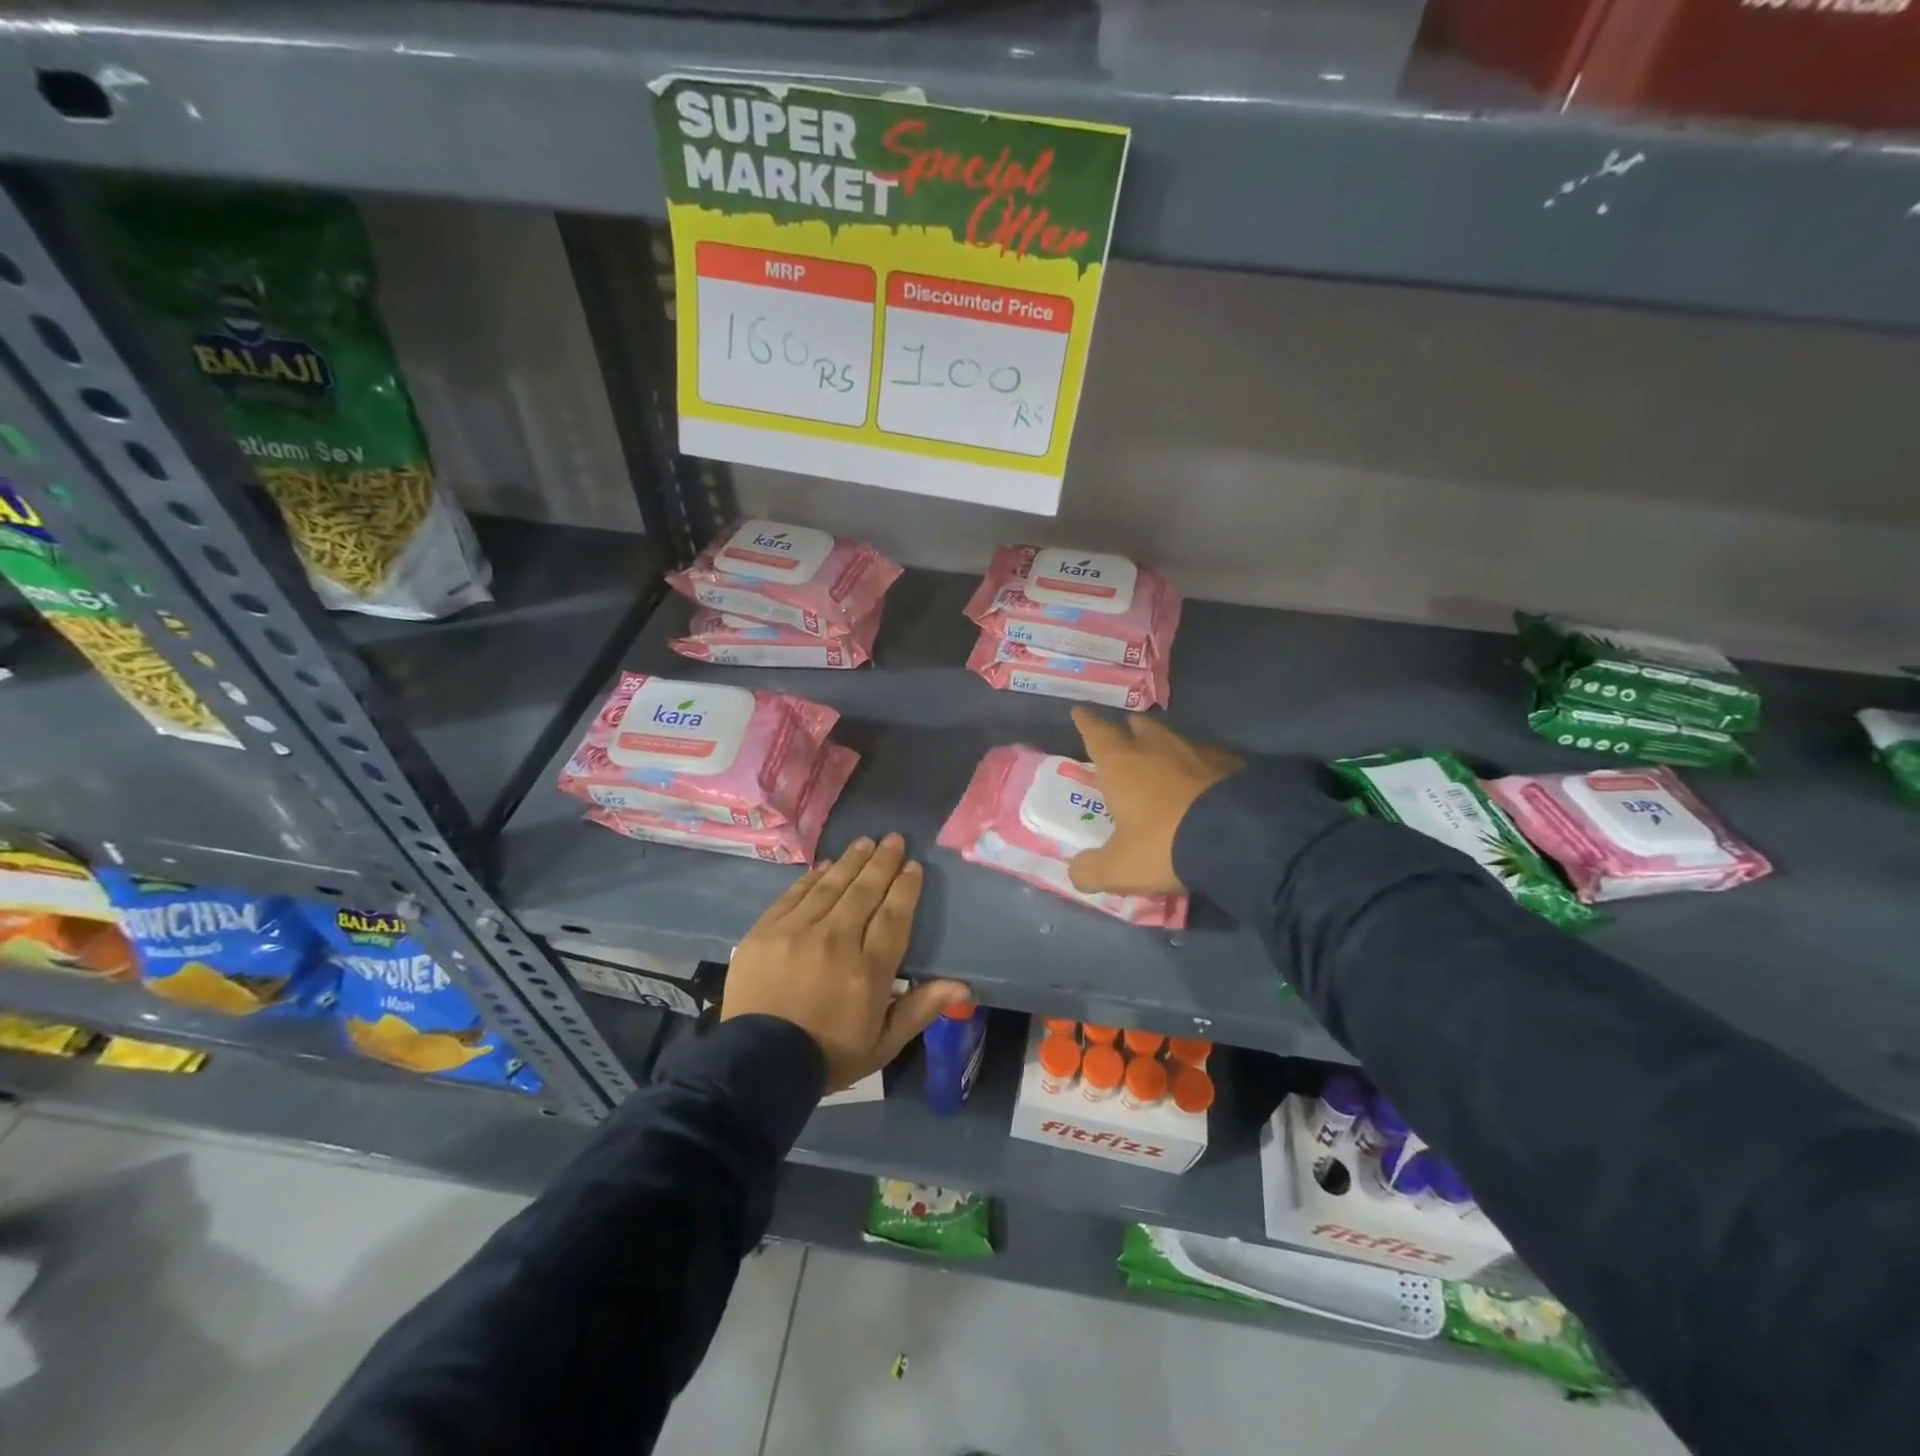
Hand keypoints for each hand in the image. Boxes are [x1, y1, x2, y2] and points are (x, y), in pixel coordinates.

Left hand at [723, 833, 968, 1090]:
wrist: (757, 1067)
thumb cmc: (828, 1056)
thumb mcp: (883, 1044)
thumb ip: (920, 1009)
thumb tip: (963, 987)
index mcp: (868, 970)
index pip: (893, 915)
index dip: (906, 888)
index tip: (913, 866)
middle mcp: (836, 941)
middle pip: (864, 892)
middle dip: (882, 862)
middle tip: (894, 839)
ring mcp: (797, 932)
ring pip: (831, 886)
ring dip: (851, 861)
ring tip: (865, 842)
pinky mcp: (766, 931)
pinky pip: (795, 894)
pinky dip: (813, 877)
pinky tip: (825, 865)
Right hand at [1067, 706, 1243, 895]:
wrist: (1237, 837)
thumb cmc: (1163, 844)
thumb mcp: (1119, 868)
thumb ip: (1091, 870)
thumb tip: (1076, 873)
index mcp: (1121, 764)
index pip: (1096, 733)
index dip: (1085, 722)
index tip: (1080, 711)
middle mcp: (1155, 747)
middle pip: (1138, 726)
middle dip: (1128, 729)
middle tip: (1124, 735)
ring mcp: (1196, 751)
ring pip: (1173, 738)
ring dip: (1163, 745)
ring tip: (1162, 758)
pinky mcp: (1230, 762)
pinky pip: (1207, 757)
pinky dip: (1198, 764)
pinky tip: (1203, 779)